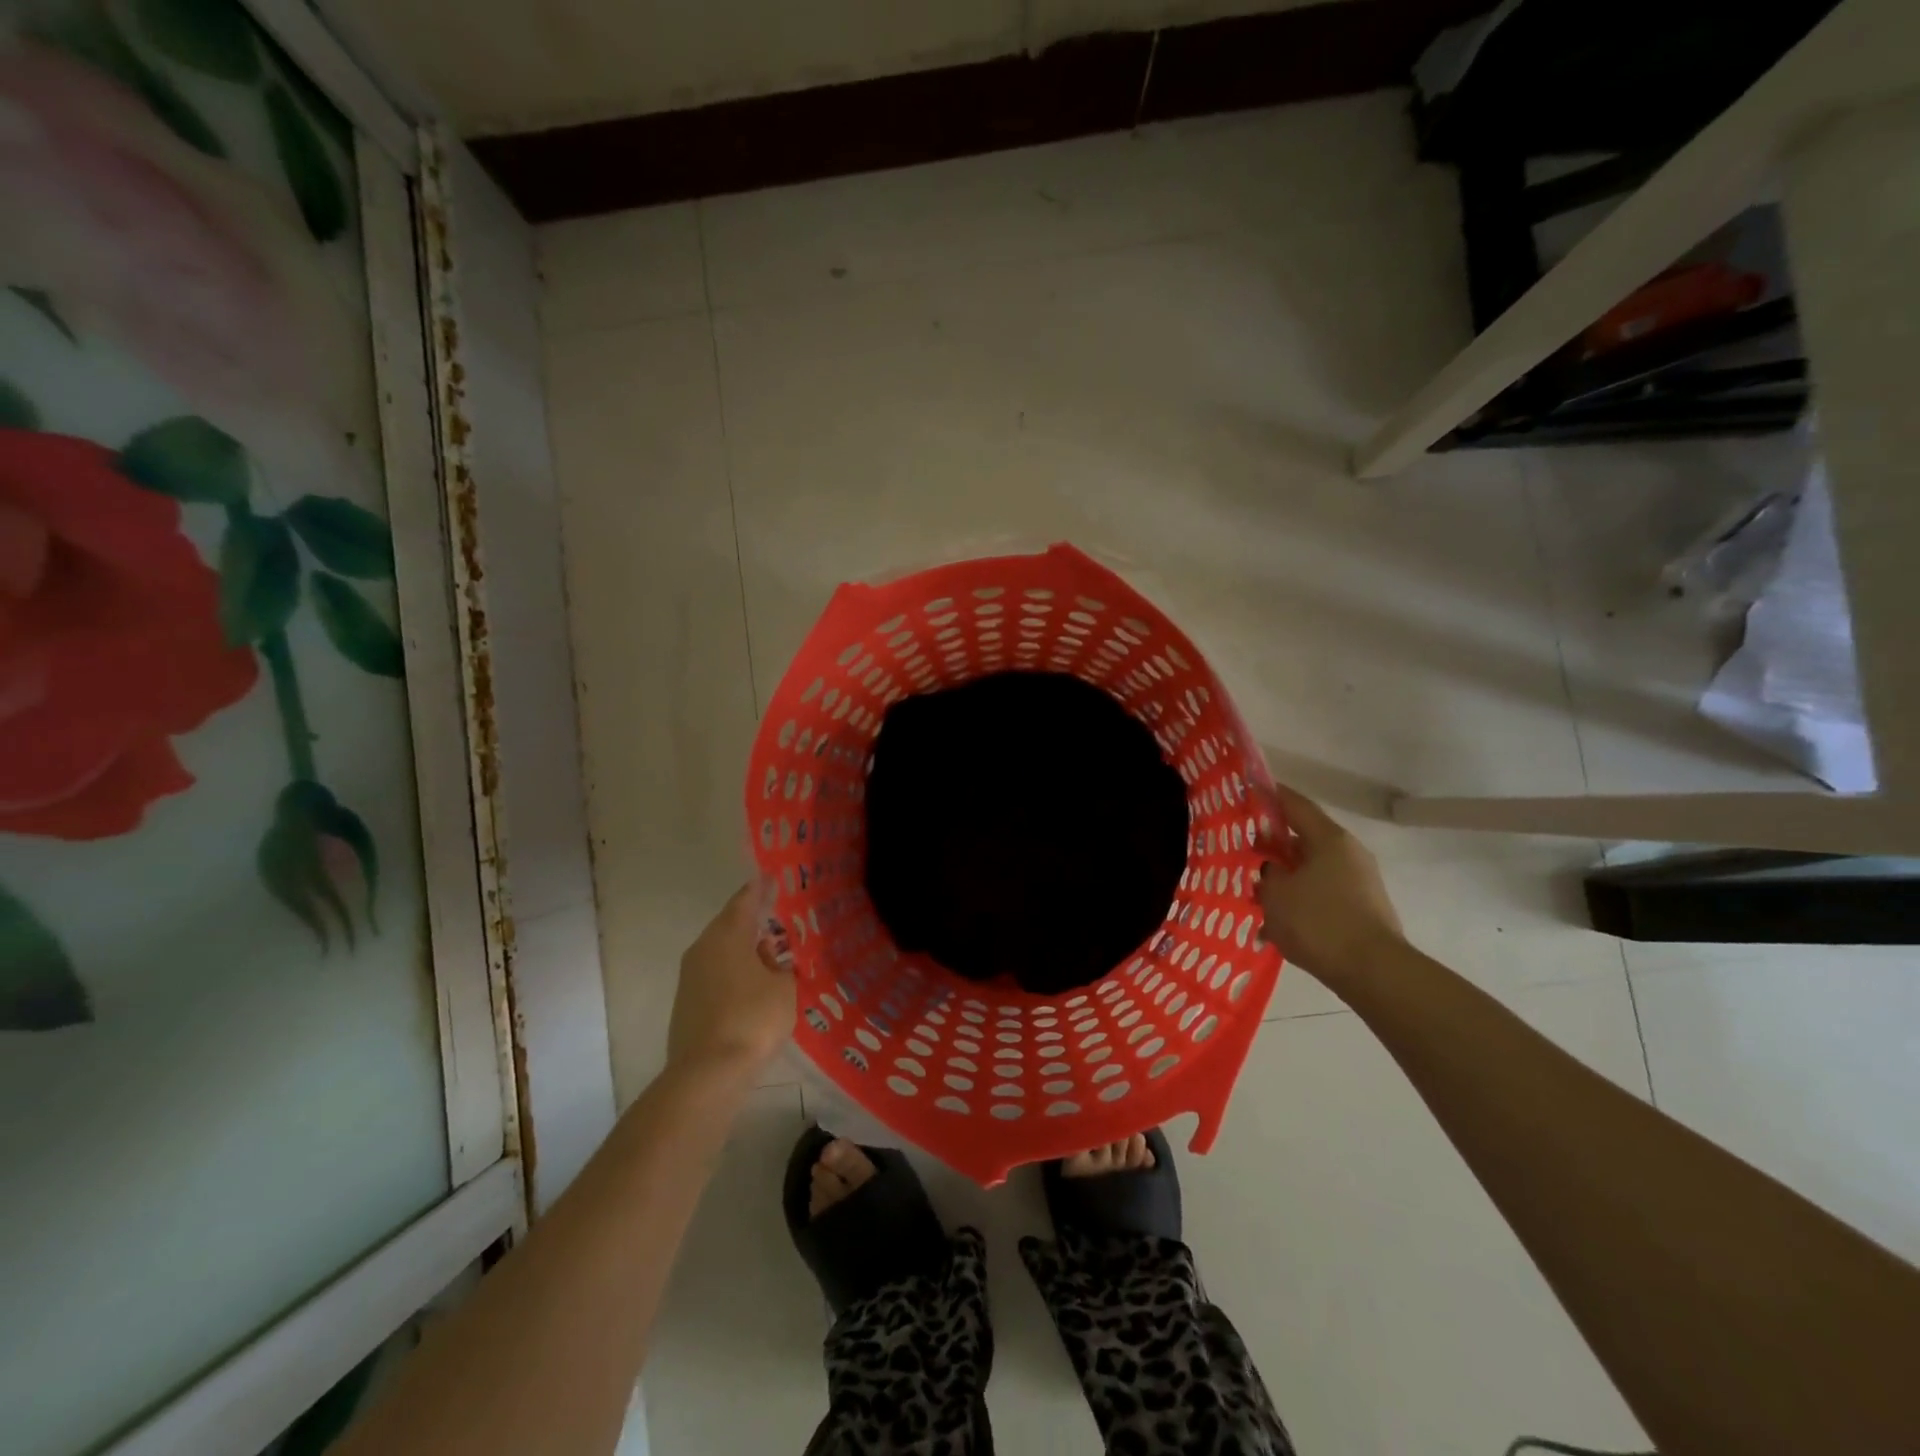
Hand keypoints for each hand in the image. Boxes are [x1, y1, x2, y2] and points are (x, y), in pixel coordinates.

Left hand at [667, 881, 795, 1075]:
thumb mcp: (784, 987)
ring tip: (770, 951)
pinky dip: (734, 972)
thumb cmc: (753, 1019)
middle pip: (729, 925)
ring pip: (721, 951)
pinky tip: (753, 984)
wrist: (708, 1073)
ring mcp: (690, 977)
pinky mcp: (687, 1003)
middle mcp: (703, 948)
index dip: (760, 889)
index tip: (772, 877)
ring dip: (743, 949)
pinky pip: (716, 974)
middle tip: (777, 915)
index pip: (744, 900)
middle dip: (752, 920)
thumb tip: (767, 957)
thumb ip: (780, 965)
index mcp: (727, 935)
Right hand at [1255, 783, 1405, 985]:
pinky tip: (1276, 919)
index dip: (1270, 794)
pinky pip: (1322, 892)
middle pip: (1304, 837)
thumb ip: (1268, 874)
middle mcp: (1348, 853)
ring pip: (1312, 867)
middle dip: (1273, 842)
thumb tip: (1272, 869)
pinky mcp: (1361, 907)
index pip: (1295, 804)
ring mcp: (1359, 881)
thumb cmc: (1318, 922)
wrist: (1373, 972)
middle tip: (1243, 847)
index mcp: (1328, 839)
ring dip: (1286, 874)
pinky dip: (1299, 897)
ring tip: (1256, 888)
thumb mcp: (1276, 894)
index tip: (1247, 789)